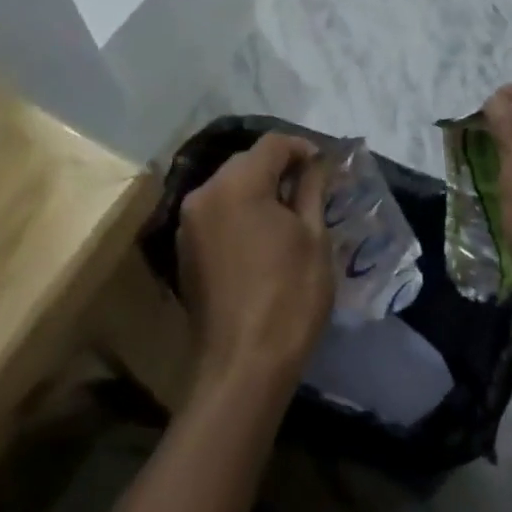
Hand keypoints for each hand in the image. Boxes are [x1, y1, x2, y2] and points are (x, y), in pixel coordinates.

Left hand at [178, 134, 334, 396]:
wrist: (243, 367)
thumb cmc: (288, 297)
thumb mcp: (313, 237)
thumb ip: (312, 189)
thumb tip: (317, 162)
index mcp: (236, 184)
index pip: (273, 144)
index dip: (303, 148)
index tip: (326, 167)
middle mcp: (204, 193)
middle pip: (247, 162)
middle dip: (280, 168)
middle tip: (313, 189)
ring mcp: (188, 223)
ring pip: (230, 187)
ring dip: (260, 190)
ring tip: (291, 213)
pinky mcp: (185, 249)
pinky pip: (218, 213)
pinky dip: (241, 212)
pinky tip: (264, 236)